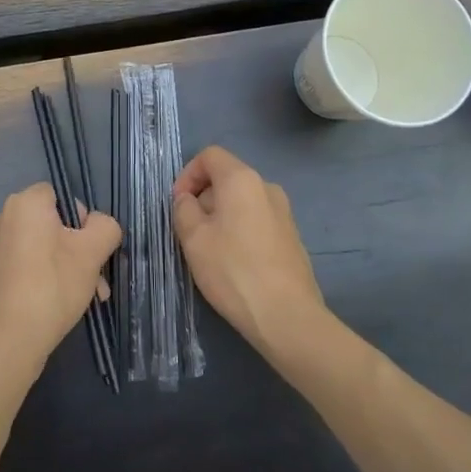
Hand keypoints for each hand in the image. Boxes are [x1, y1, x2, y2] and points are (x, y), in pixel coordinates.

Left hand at [0, 183, 120, 369]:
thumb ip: (106, 226)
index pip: (63, 195)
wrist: (10, 340)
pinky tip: (64, 301)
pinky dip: (48, 275)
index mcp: (25, 202)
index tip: (91, 248)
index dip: (83, 219)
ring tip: (89, 296)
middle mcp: (5, 216)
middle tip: (98, 278)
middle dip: (81, 249)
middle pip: (56, 223)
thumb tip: (99, 225)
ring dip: (70, 265)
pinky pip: (29, 262)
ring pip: (45, 246)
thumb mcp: (93, 252)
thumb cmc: (53, 285)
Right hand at [173, 146, 326, 357]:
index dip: (188, 174)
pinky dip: (240, 230)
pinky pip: (257, 220)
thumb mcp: (194, 238)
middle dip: (203, 198)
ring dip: (221, 217)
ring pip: (242, 201)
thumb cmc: (233, 270)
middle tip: (189, 232)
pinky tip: (235, 264)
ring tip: (210, 251)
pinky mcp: (292, 236)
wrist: (287, 316)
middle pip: (226, 178)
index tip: (178, 204)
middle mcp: (267, 186)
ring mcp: (284, 212)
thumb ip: (184, 209)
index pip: (210, 155)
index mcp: (242, 179)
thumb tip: (188, 200)